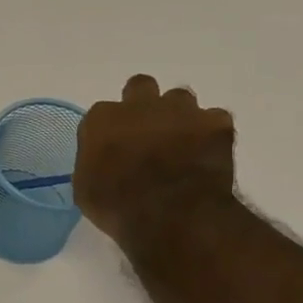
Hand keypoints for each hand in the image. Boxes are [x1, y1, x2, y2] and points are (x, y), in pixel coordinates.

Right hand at [74, 75, 236, 250]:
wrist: (172, 216)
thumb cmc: (118, 207)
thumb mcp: (86, 189)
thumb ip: (93, 163)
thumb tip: (102, 162)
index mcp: (102, 119)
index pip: (101, 114)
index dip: (108, 132)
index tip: (112, 150)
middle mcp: (140, 105)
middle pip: (140, 86)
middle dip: (143, 104)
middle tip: (146, 132)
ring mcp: (181, 110)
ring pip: (179, 97)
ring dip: (177, 116)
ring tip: (180, 143)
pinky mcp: (216, 123)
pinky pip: (214, 118)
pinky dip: (210, 133)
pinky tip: (206, 152)